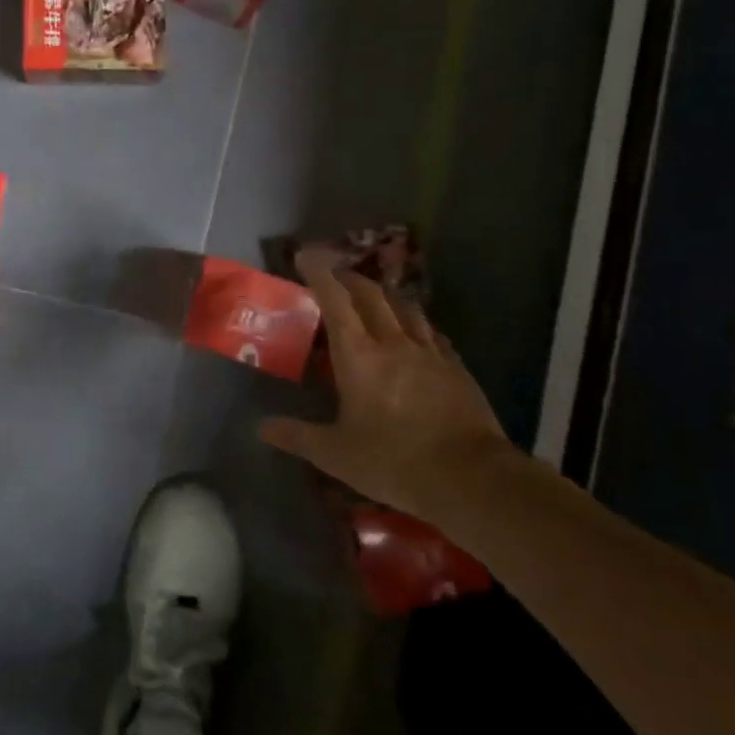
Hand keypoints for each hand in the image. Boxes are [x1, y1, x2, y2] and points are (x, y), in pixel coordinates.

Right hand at [259, 249, 509, 520]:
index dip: (318, 273)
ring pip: (405, 307)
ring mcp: (430, 353)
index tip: (304, 256)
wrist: (472, 478)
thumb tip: (262, 428)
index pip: (335, 300)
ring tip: (373, 297)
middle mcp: (394, 342)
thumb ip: (297, 436)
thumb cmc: (395, 462)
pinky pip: (431, 332)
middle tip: (334, 277)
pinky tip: (415, 332)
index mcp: (359, 356)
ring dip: (384, 295)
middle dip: (349, 278)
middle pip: (371, 294)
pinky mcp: (456, 368)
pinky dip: (415, 322)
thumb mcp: (336, 455)